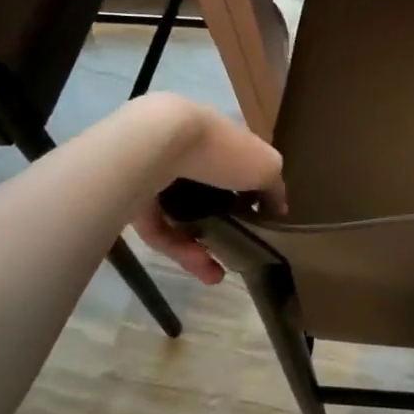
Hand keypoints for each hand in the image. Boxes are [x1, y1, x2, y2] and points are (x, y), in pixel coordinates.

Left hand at [127, 97, 283, 284]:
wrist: (156, 145)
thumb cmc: (221, 150)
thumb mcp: (266, 166)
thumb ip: (274, 188)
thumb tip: (278, 208)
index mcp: (222, 138)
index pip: (240, 161)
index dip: (252, 187)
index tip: (261, 216)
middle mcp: (191, 154)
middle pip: (210, 191)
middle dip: (224, 222)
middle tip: (238, 249)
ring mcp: (160, 177)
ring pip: (183, 215)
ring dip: (202, 246)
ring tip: (218, 275)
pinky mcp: (134, 200)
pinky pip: (161, 228)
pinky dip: (179, 248)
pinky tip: (200, 266)